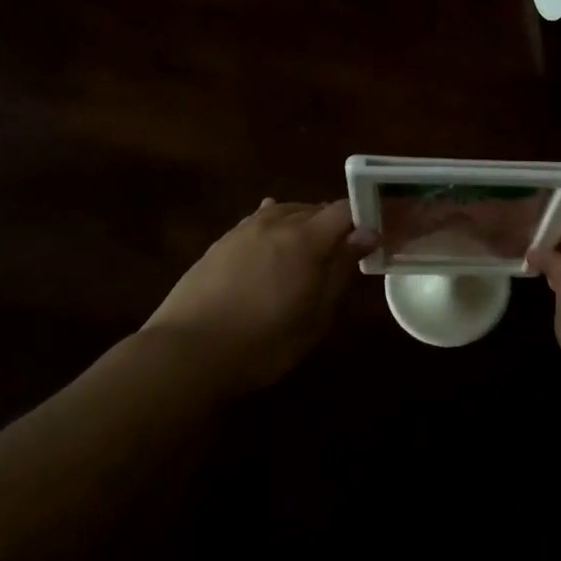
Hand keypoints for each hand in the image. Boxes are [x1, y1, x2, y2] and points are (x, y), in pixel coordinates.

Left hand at [142, 199, 377, 392]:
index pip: (343, 210)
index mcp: (304, 240)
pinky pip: (257, 221)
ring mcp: (243, 230)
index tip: (373, 239)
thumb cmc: (263, 342)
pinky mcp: (220, 243)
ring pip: (284, 211)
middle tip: (344, 252)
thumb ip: (340, 270)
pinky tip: (273, 236)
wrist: (186, 351)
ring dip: (303, 223)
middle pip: (314, 208)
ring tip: (310, 248)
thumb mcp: (314, 316)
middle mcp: (275, 223)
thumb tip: (366, 235)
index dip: (363, 218)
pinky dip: (274, 225)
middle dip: (334, 224)